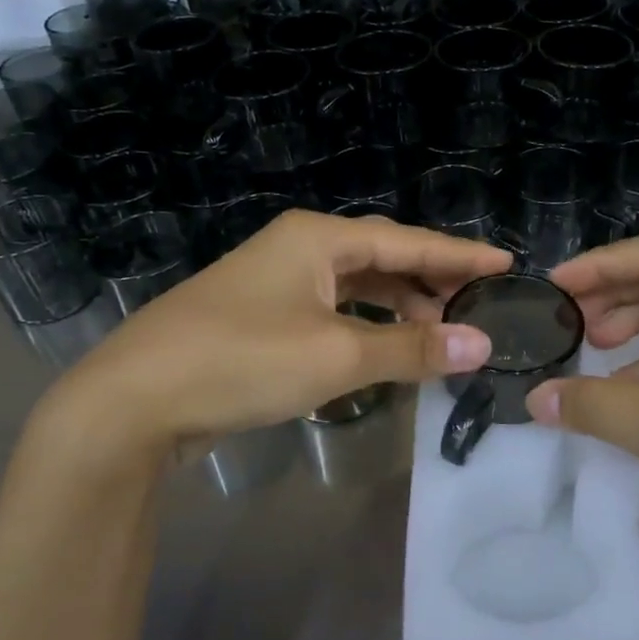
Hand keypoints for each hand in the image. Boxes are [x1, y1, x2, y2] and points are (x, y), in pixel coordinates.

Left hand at [29, 210, 510, 475]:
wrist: (133, 400)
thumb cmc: (241, 361)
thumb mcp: (336, 356)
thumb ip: (412, 348)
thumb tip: (481, 344)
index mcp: (317, 239)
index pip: (406, 241)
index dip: (459, 255)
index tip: (505, 263)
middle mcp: (297, 249)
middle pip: (381, 258)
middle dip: (430, 281)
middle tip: (478, 306)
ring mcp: (274, 282)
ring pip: (355, 286)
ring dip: (398, 307)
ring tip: (441, 330)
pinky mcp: (260, 316)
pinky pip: (331, 311)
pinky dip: (365, 326)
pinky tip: (384, 348)